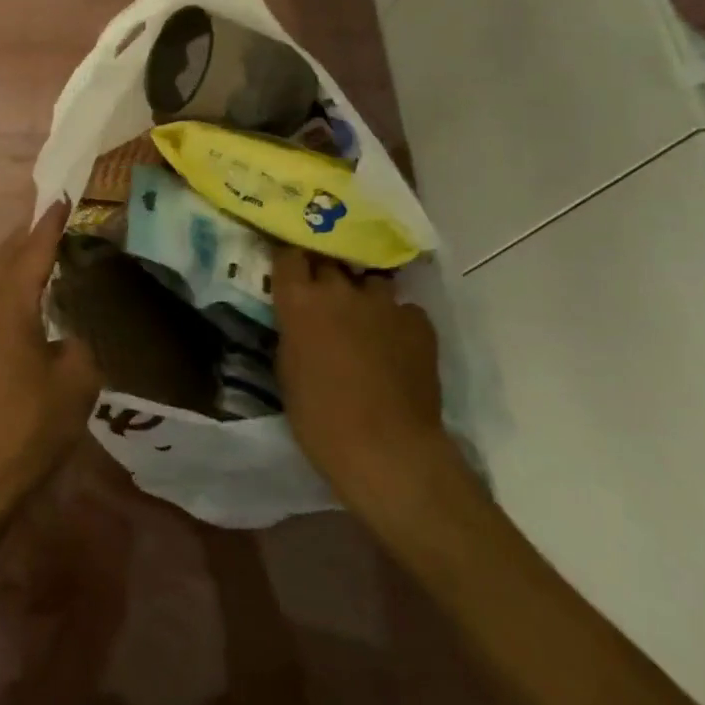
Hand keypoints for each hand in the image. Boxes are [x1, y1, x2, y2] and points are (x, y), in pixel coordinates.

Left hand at [0, 202, 100, 511]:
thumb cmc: (26, 428)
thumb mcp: (77, 384)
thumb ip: (82, 345)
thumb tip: (72, 335)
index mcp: (9, 306)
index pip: (33, 252)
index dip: (49, 224)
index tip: (61, 198)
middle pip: (4, 259)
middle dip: (26, 237)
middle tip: (49, 220)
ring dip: (13, 264)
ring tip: (35, 256)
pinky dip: (3, 291)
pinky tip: (15, 306)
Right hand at [273, 247, 454, 514]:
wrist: (388, 450)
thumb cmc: (320, 418)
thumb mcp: (287, 370)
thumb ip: (292, 332)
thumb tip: (298, 320)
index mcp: (299, 300)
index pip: (287, 253)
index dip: (288, 257)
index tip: (286, 264)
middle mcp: (340, 289)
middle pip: (329, 260)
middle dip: (324, 271)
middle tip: (322, 293)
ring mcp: (383, 302)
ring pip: (369, 281)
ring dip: (362, 294)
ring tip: (363, 317)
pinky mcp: (418, 321)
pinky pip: (402, 309)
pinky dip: (395, 320)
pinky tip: (395, 344)